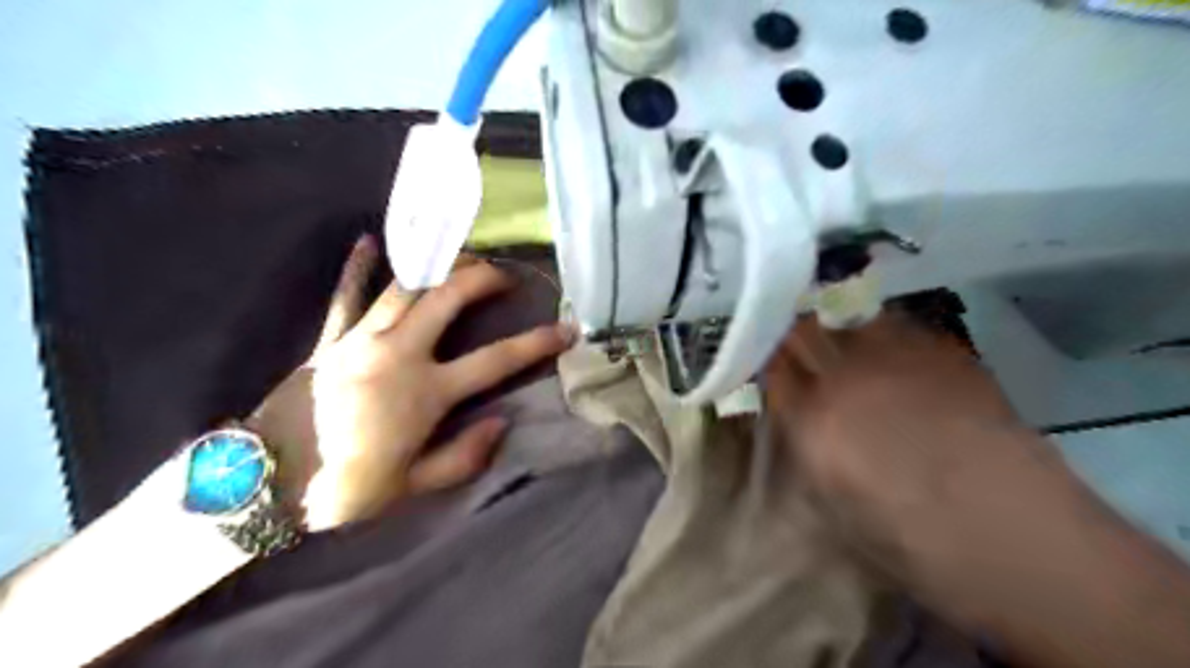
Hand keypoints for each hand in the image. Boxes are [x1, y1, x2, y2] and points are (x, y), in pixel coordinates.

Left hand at [248, 239, 572, 528]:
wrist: (264, 482)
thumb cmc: (345, 488)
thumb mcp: (414, 486)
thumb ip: (464, 456)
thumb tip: (502, 423)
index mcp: (425, 392)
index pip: (496, 360)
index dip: (537, 342)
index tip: (565, 329)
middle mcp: (398, 353)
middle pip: (449, 298)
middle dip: (483, 277)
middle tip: (504, 275)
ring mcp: (361, 339)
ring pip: (405, 285)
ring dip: (438, 265)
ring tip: (461, 257)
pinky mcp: (330, 338)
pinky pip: (347, 294)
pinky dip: (358, 266)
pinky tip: (368, 240)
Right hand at [767, 312, 1189, 666]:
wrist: (1013, 535)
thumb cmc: (911, 540)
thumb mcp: (831, 503)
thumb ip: (805, 445)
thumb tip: (797, 413)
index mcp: (814, 421)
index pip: (771, 368)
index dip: (764, 360)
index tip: (763, 359)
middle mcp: (848, 377)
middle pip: (802, 330)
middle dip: (788, 330)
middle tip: (789, 338)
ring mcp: (898, 358)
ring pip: (847, 315)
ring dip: (834, 322)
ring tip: (837, 334)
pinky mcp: (944, 351)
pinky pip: (897, 325)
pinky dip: (881, 331)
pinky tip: (888, 350)